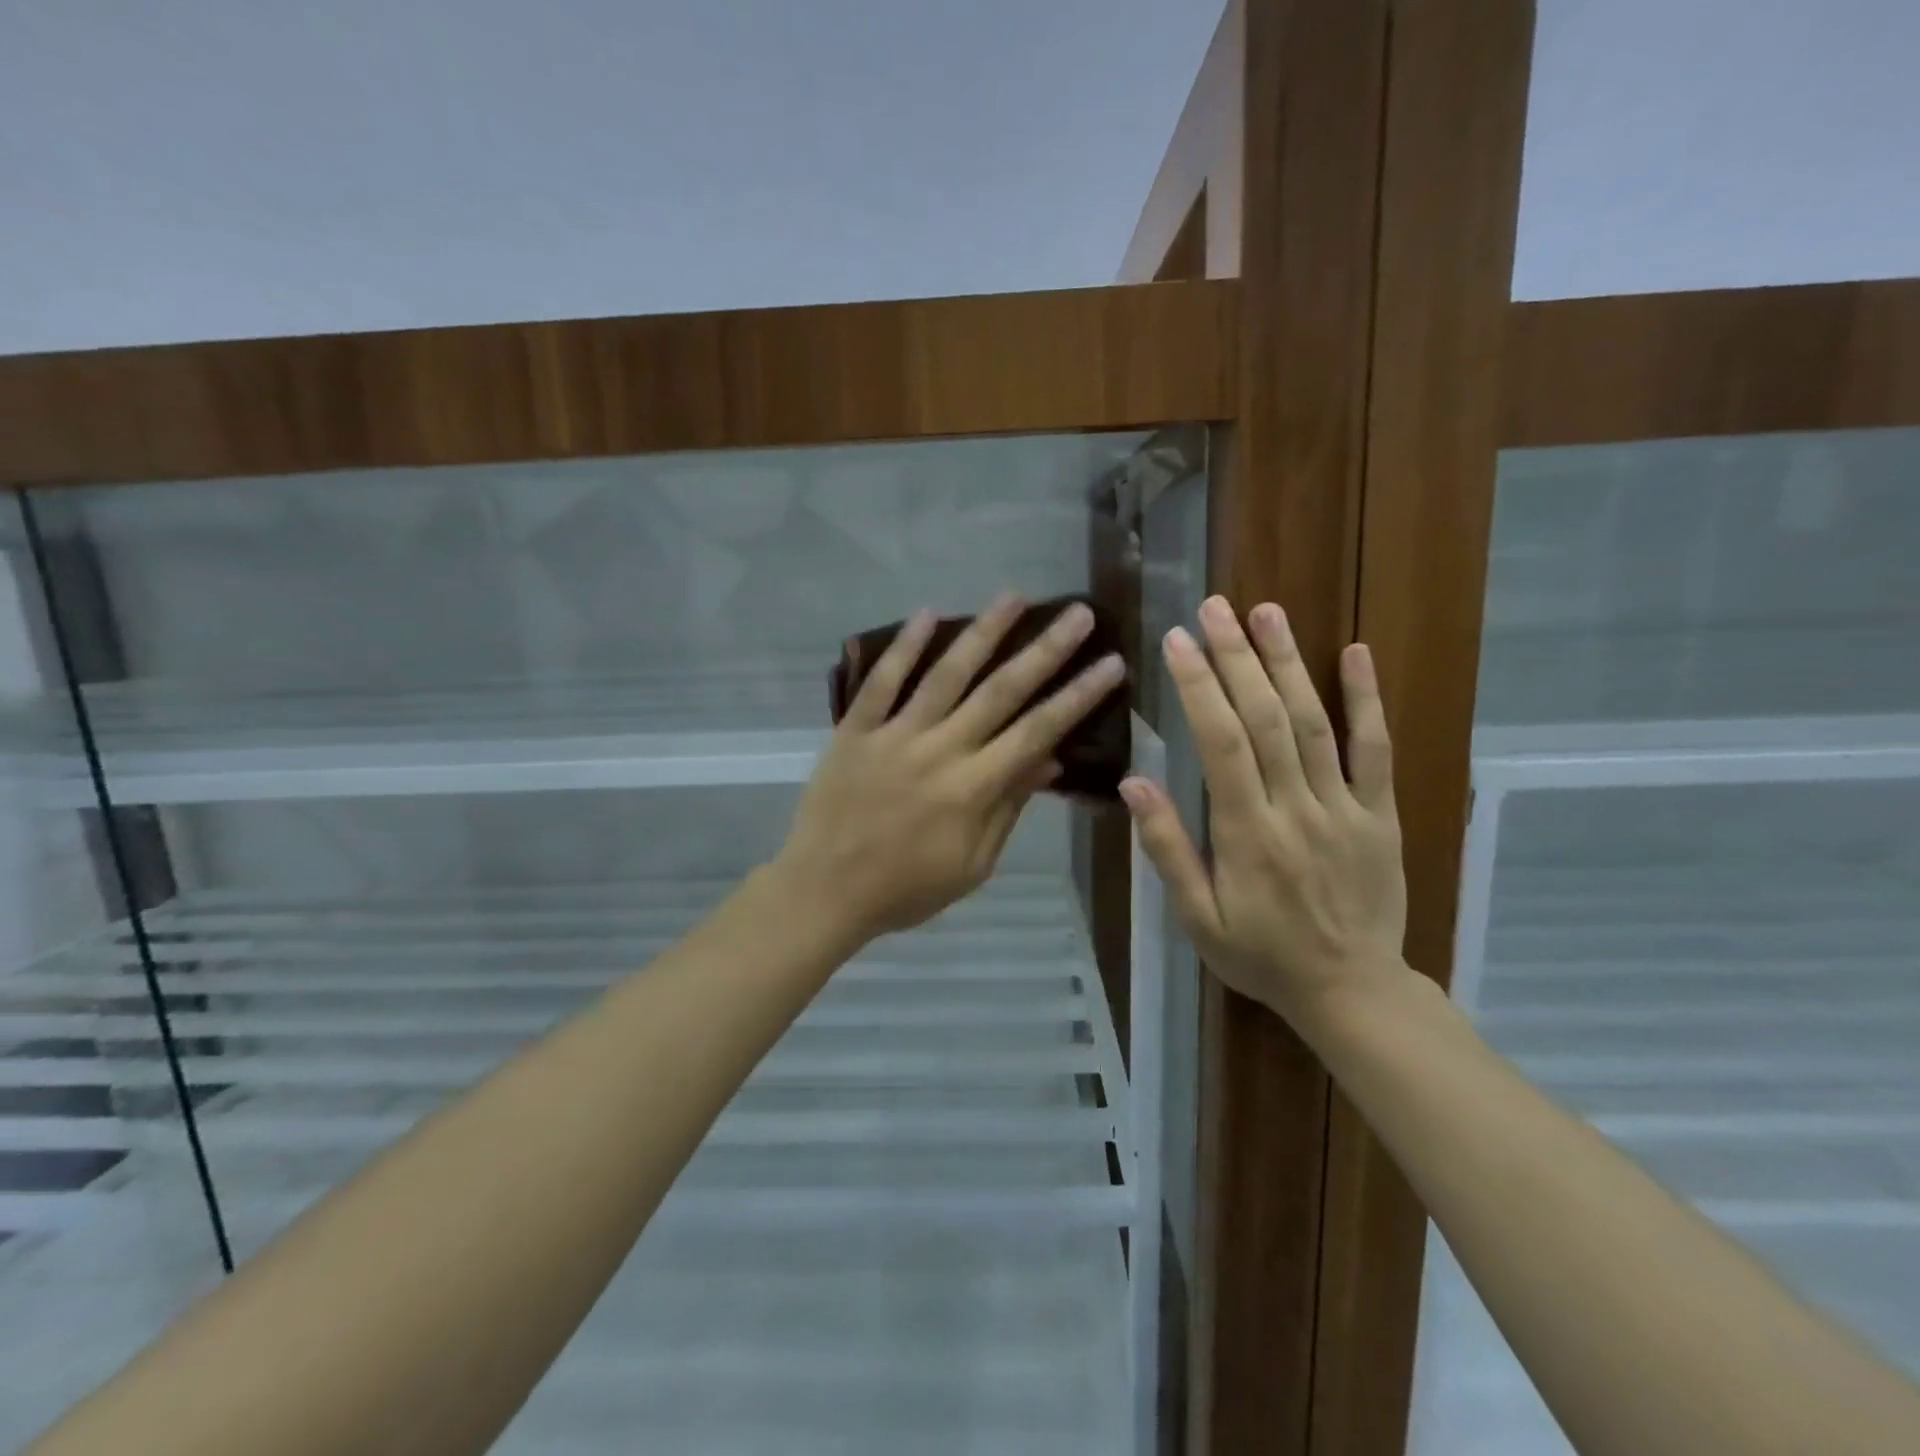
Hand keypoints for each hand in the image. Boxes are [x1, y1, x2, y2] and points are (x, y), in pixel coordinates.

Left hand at [775, 593, 1126, 945]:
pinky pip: (881, 681)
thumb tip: (1050, 759)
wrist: (825, 891)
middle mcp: (940, 750)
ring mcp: (894, 734)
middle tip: (1078, 614)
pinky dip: (903, 646)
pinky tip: (927, 613)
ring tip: (1014, 597)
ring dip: (983, 632)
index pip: (1038, 731)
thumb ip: (1009, 807)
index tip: (1111, 663)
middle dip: (1046, 650)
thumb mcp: (972, 865)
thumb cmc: (906, 888)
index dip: (1078, 695)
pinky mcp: (855, 729)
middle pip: (1001, 691)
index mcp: (973, 787)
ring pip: (946, 674)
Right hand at [1119, 596, 1407, 1029]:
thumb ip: (1167, 850)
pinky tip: (1356, 654)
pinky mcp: (1380, 813)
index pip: (1220, 744)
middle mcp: (1296, 808)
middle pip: (1265, 719)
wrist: (1352, 991)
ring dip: (1288, 663)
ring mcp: (1345, 807)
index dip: (1198, 687)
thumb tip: (1133, 784)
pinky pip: (1376, 750)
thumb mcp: (1197, 918)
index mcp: (1247, 833)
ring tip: (1266, 612)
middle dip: (1236, 658)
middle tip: (1214, 607)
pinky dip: (1367, 700)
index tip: (1177, 641)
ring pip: (1314, 723)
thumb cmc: (1261, 955)